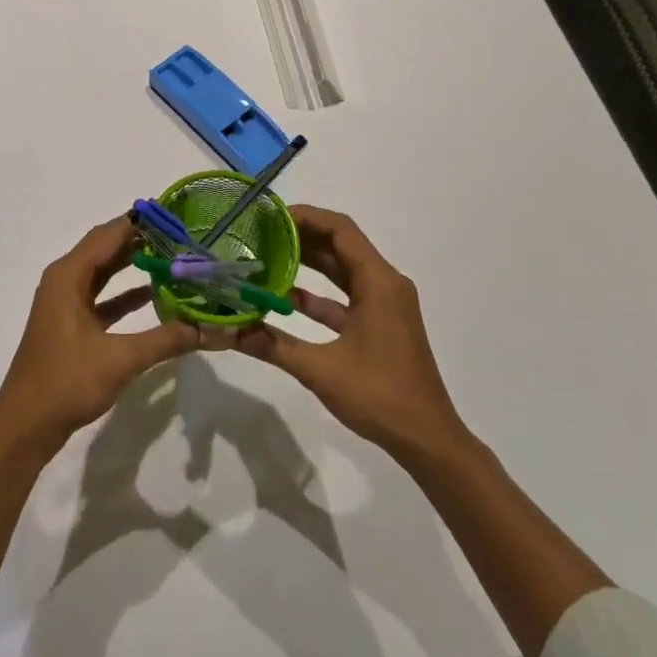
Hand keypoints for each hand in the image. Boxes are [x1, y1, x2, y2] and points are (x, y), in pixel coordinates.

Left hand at [0, 216, 200, 454]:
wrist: (25, 426)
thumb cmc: (67, 382)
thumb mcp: (121, 359)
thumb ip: (166, 339)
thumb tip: (210, 327)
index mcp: (69, 275)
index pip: (108, 234)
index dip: (139, 222)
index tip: (172, 215)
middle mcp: (64, 280)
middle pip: (105, 248)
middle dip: (139, 240)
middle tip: (178, 234)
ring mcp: (64, 303)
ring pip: (102, 272)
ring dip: (131, 264)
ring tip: (170, 257)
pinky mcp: (69, 324)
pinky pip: (100, 297)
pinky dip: (123, 294)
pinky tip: (151, 295)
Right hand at [236, 205, 466, 461]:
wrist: (428, 440)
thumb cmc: (380, 396)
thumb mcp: (320, 370)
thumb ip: (273, 345)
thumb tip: (229, 332)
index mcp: (378, 282)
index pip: (340, 229)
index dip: (305, 216)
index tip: (269, 217)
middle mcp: (385, 283)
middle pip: (340, 244)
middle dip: (301, 237)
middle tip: (260, 234)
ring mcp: (385, 304)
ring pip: (342, 269)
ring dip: (308, 262)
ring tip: (266, 257)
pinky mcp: (381, 323)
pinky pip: (346, 295)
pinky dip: (318, 293)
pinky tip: (285, 298)